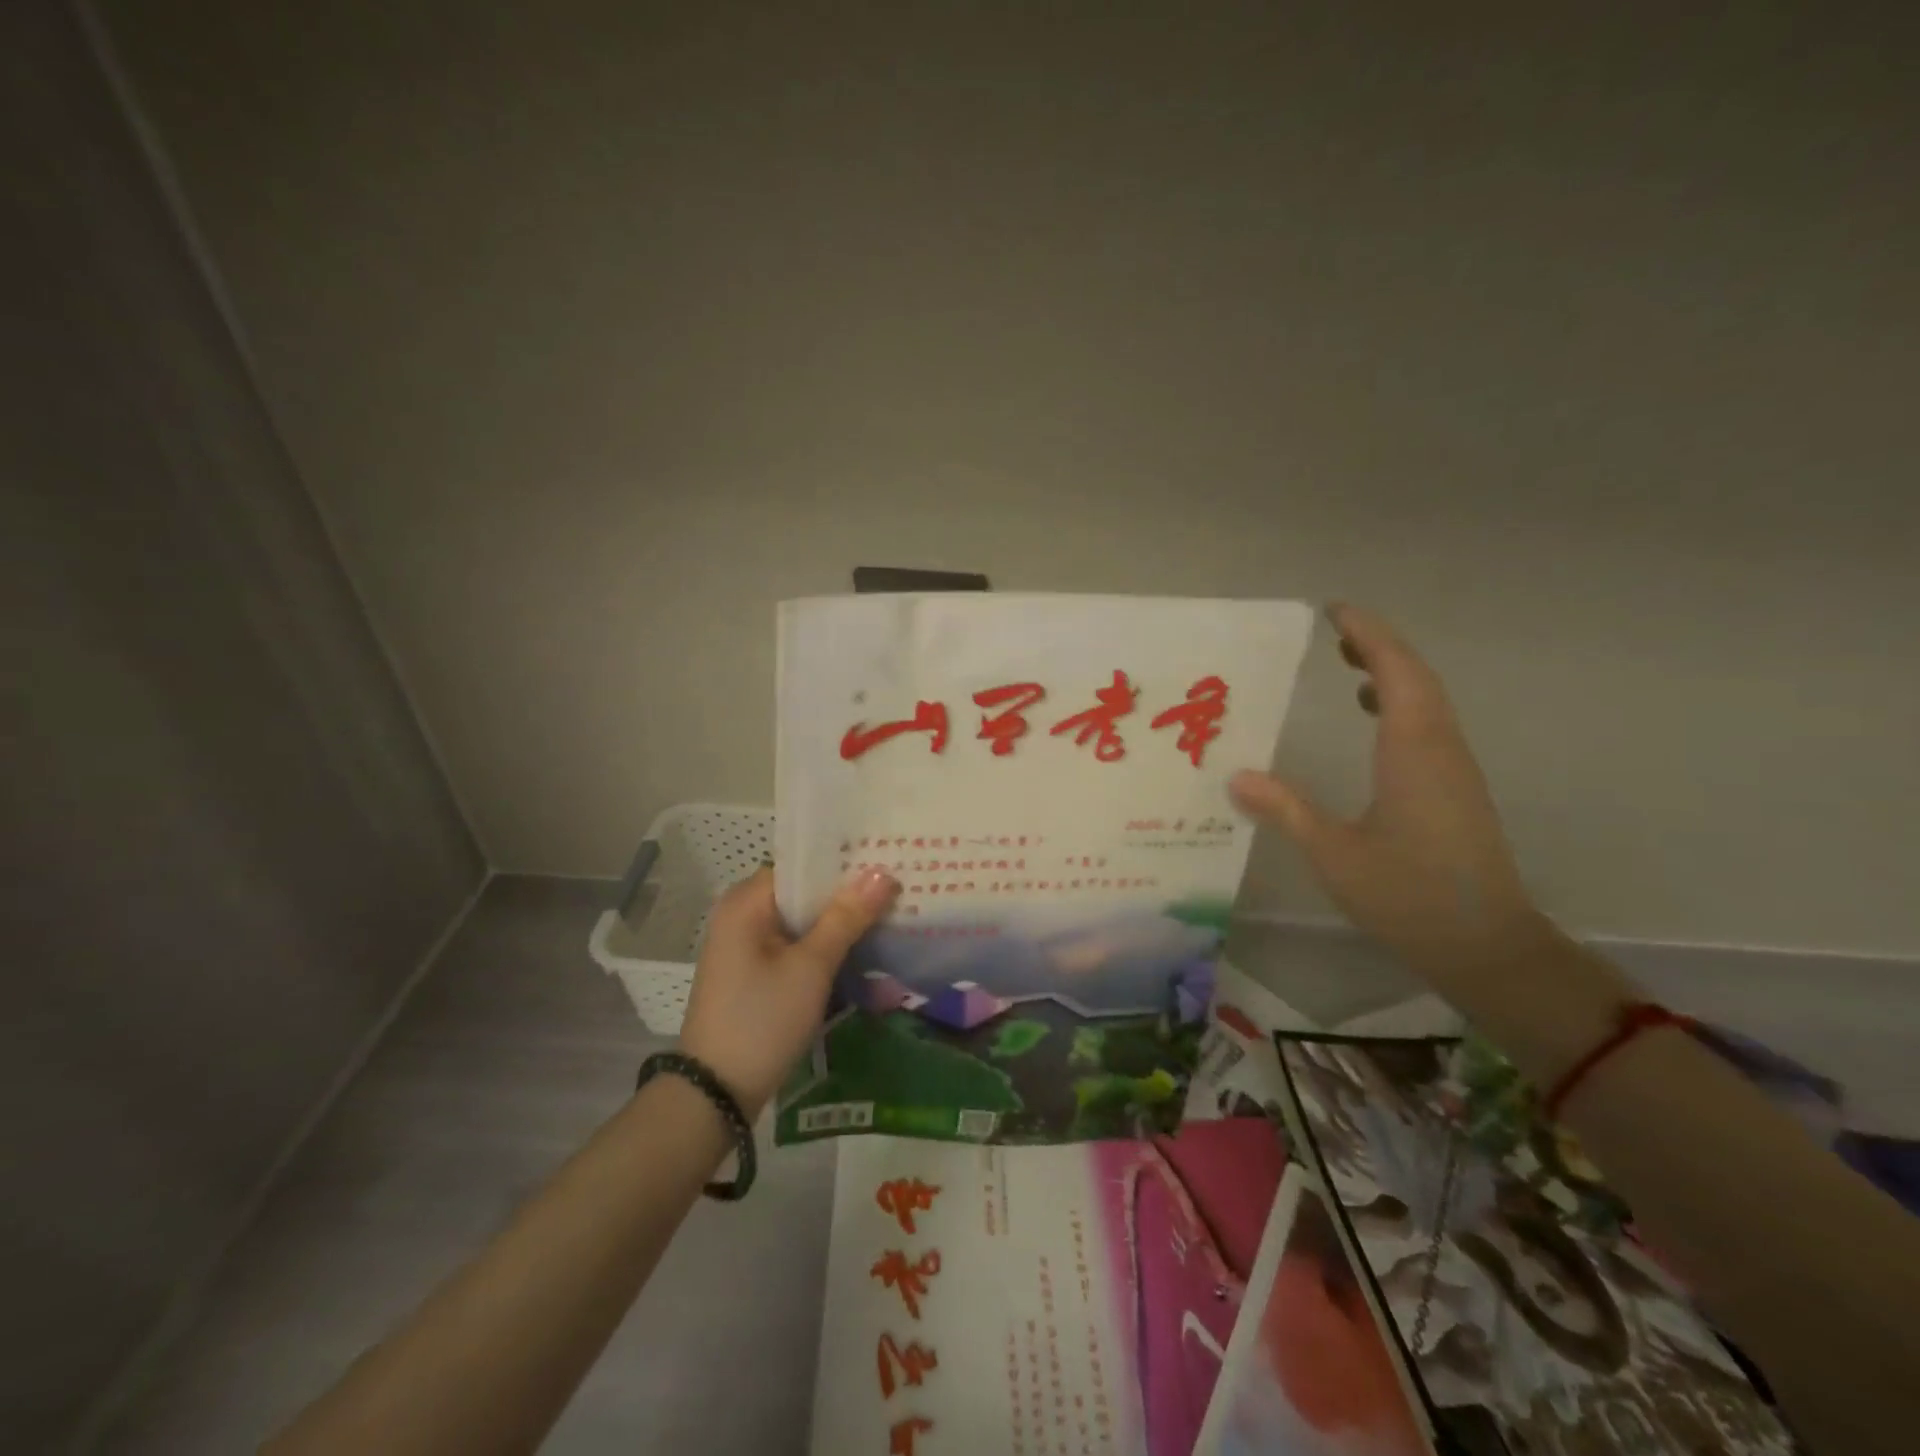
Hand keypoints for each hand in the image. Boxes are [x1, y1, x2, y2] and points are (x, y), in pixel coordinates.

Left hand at [678, 866, 898, 1117]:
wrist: (716, 1095)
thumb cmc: (762, 1020)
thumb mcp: (811, 967)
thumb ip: (846, 917)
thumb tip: (883, 872)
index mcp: (746, 902)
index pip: (802, 865)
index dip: (844, 863)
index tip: (887, 861)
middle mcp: (742, 915)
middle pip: (804, 893)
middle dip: (847, 894)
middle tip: (898, 889)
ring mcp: (746, 946)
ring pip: (802, 922)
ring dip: (839, 923)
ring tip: (890, 915)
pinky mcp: (755, 973)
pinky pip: (795, 946)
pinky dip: (824, 947)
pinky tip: (861, 950)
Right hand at [1230, 604, 1547, 989]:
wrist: (1486, 946)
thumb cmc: (1409, 896)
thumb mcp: (1335, 854)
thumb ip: (1286, 810)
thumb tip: (1235, 775)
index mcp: (1414, 752)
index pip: (1397, 672)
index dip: (1368, 635)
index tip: (1334, 610)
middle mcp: (1440, 748)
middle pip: (1416, 677)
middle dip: (1377, 645)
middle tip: (1334, 628)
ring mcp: (1453, 769)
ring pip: (1427, 700)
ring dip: (1391, 670)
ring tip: (1347, 660)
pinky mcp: (1454, 788)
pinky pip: (1428, 725)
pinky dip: (1400, 702)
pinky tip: (1372, 716)